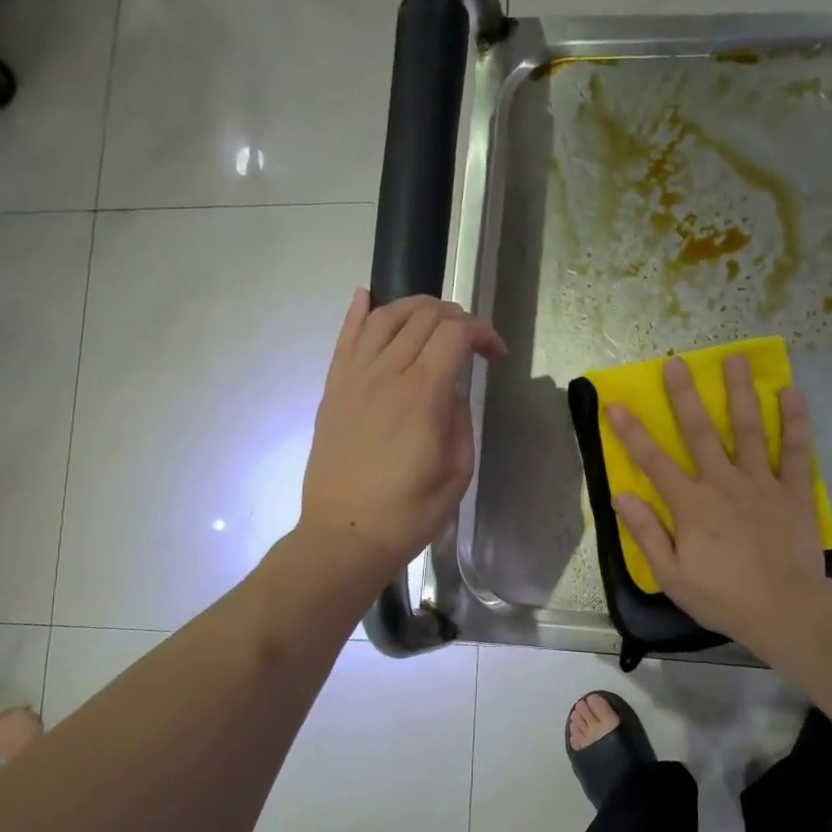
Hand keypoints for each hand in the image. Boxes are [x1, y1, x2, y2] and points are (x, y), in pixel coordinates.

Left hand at [300, 290, 506, 582]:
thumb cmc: (409, 512)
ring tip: (434, 319)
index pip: (455, 334)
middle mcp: (386, 374)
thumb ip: (458, 419)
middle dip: (456, 317)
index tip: (497, 356)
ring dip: (414, 307)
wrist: (346, 535)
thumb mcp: (457, 471)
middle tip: (471, 341)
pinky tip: (367, 297)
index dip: (483, 333)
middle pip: (422, 316)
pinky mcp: (334, 390)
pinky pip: (346, 338)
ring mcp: (354, 378)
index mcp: (422, 394)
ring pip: (384, 317)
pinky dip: (359, 312)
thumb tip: (448, 390)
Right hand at [608, 355, 825, 646]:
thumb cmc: (722, 597)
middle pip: (700, 432)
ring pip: (748, 430)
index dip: (632, 432)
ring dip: (739, 393)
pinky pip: (795, 451)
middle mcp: (723, 483)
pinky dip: (794, 421)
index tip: (616, 403)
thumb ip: (647, 533)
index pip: (654, 462)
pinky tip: (791, 393)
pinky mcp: (793, 492)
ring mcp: (761, 484)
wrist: (784, 609)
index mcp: (691, 505)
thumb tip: (620, 495)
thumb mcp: (671, 575)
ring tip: (735, 359)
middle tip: (677, 361)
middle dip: (685, 396)